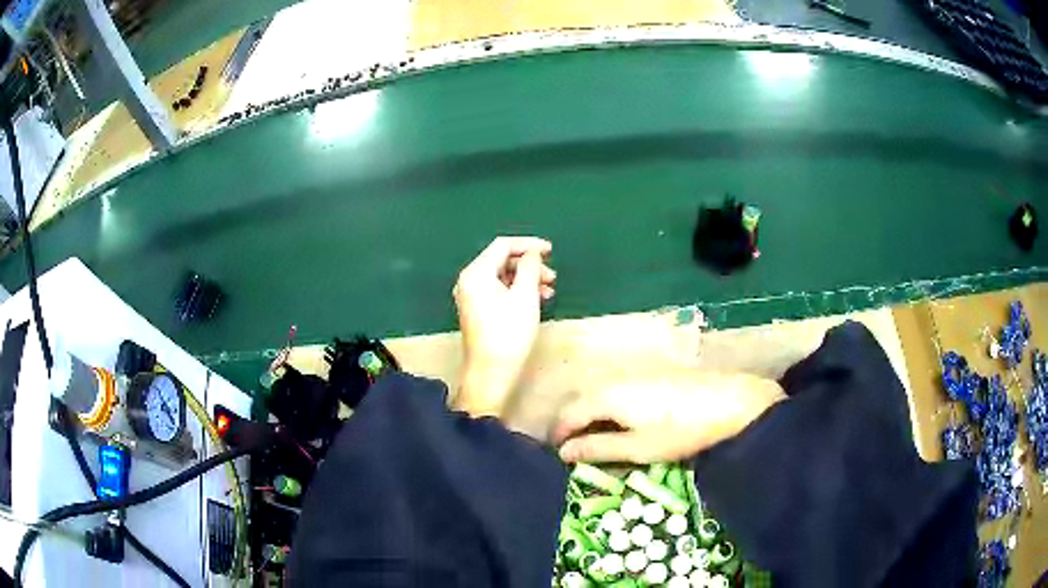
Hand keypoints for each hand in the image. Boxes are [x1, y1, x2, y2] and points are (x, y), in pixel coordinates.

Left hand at [453, 237, 555, 416]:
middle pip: (501, 260)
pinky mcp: (477, 310)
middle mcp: (469, 281)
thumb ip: (530, 268)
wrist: (491, 373)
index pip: (503, 246)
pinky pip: (498, 291)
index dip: (529, 245)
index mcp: (476, 273)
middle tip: (552, 277)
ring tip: (548, 291)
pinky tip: (535, 301)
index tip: (550, 251)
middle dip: (529, 265)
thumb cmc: (509, 333)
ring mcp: (471, 296)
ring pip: (502, 277)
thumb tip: (532, 253)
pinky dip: (517, 291)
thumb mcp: (525, 296)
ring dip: (526, 279)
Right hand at [553, 373, 785, 462]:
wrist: (731, 402)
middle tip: (575, 450)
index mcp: (606, 395)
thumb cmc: (681, 430)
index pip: (569, 413)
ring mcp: (635, 372)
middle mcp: (615, 378)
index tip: (556, 455)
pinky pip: (618, 389)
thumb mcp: (638, 447)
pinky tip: (623, 422)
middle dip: (573, 424)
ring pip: (600, 393)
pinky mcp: (653, 373)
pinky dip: (610, 407)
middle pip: (582, 399)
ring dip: (592, 415)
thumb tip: (564, 452)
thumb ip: (598, 448)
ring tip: (598, 440)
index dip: (559, 434)